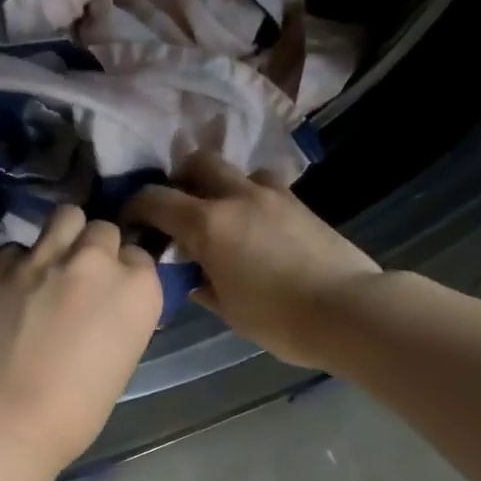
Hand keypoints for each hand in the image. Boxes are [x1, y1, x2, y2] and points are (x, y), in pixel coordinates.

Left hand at [0, 205, 163, 466]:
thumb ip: (120, 316)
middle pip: (104, 230)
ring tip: (52, 262)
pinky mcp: (2, 264)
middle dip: (96, 249)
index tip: (113, 293)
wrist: (9, 416)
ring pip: (65, 217)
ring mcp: (46, 257)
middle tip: (83, 277)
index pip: (140, 257)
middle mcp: (97, 261)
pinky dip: (18, 262)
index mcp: (138, 289)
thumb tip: (105, 305)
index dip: (125, 273)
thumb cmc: (78, 409)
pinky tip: (13, 287)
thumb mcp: (123, 358)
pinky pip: (17, 247)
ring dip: (63, 236)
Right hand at [127, 151, 380, 368]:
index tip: (132, 221)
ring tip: (224, 214)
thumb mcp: (228, 310)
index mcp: (208, 224)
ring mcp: (274, 195)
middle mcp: (237, 197)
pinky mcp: (301, 203)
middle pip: (199, 162)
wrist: (348, 310)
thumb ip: (203, 285)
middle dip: (181, 178)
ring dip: (222, 185)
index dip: (136, 206)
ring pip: (237, 170)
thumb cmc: (278, 318)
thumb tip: (194, 275)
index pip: (156, 199)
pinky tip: (257, 225)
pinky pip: (266, 186)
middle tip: (179, 207)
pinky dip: (252, 197)